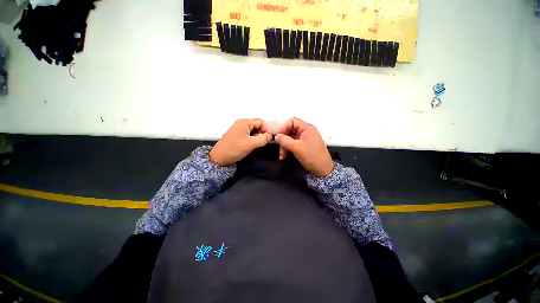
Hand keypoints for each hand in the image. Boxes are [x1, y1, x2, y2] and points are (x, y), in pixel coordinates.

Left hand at [210, 119, 272, 165]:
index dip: (267, 130)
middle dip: (262, 133)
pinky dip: (252, 138)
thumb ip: (263, 139)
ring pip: (253, 130)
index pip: (261, 122)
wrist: (219, 157)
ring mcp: (239, 128)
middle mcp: (242, 123)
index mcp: (245, 122)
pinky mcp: (237, 134)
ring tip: (256, 145)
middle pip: (257, 125)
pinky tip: (251, 145)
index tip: (269, 139)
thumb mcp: (251, 144)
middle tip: (262, 143)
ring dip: (257, 136)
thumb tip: (270, 136)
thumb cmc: (234, 149)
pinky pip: (249, 134)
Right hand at [275, 118, 333, 176]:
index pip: (292, 121)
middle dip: (283, 139)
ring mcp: (305, 139)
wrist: (323, 170)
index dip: (283, 127)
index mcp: (307, 128)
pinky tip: (284, 156)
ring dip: (284, 146)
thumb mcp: (297, 148)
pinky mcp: (303, 146)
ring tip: (281, 156)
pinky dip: (288, 149)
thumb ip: (285, 140)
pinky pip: (293, 144)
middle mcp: (306, 131)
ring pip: (290, 138)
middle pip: (290, 130)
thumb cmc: (311, 156)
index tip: (278, 136)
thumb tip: (276, 136)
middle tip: (279, 147)